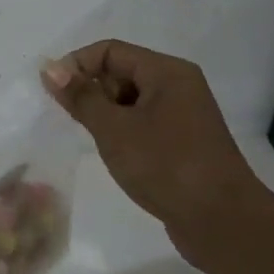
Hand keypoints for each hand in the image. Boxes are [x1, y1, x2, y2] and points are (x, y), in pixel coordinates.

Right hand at [41, 40, 264, 266]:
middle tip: (74, 121)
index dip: (77, 65)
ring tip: (96, 141)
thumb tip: (50, 68)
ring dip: (106, 114)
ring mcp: (184, 115)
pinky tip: (116, 155)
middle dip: (92, 91)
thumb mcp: (114, 129)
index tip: (53, 93)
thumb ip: (80, 97)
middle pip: (121, 72)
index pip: (110, 51)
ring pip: (130, 100)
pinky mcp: (184, 142)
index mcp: (166, 72)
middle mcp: (178, 86)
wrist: (223, 222)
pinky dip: (123, 131)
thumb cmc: (165, 166)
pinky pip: (143, 122)